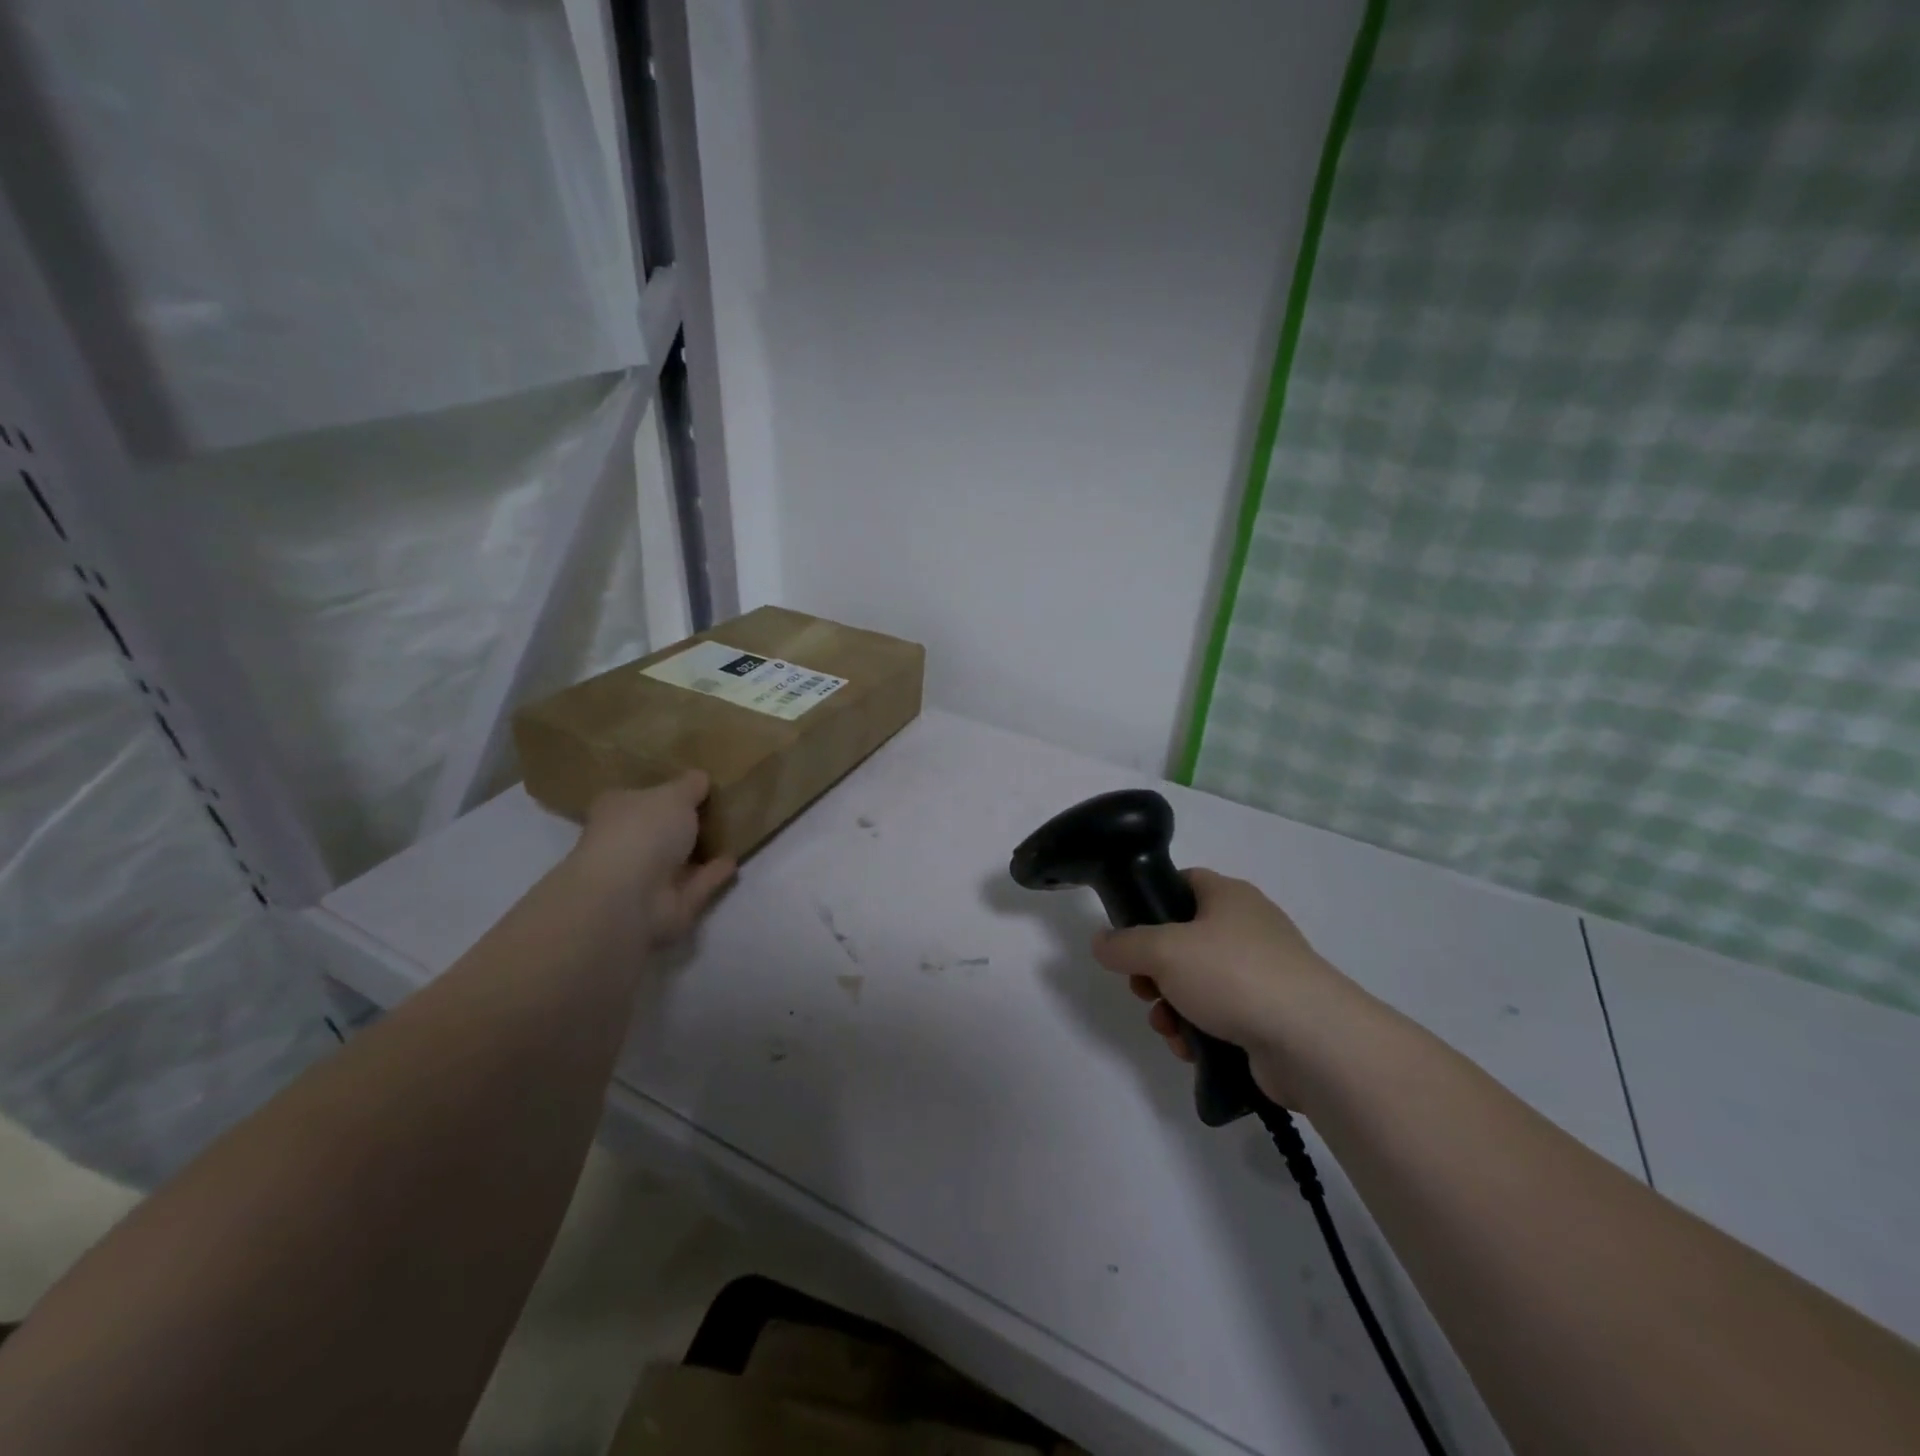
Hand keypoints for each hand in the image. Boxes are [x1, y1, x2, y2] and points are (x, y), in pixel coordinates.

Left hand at [572, 772, 736, 945]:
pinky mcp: (669, 904)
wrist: (629, 897)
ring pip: (680, 859)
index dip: (663, 791)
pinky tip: (734, 859)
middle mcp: (627, 843)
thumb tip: (701, 778)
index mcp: (618, 810)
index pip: (639, 797)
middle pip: (660, 830)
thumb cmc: (643, 830)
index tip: (693, 785)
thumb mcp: (675, 794)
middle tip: (720, 807)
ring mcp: (646, 877)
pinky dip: (714, 873)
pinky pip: (697, 883)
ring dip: (702, 850)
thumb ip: (691, 785)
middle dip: (684, 823)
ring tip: (733, 832)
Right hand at [1090, 869, 1372, 1107]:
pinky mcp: (1270, 1016)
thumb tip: (1101, 942)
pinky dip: (1199, 1031)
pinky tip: (1189, 1049)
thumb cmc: (1234, 975)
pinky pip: (1220, 1017)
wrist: (1313, 1042)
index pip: (1183, 882)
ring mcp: (1263, 974)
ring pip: (1198, 984)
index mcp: (1229, 897)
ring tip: (1166, 1027)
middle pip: (1184, 940)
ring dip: (1172, 1006)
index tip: (1128, 933)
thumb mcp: (1163, 950)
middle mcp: (1248, 928)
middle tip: (1142, 989)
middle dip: (1154, 971)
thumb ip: (1124, 944)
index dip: (1151, 902)